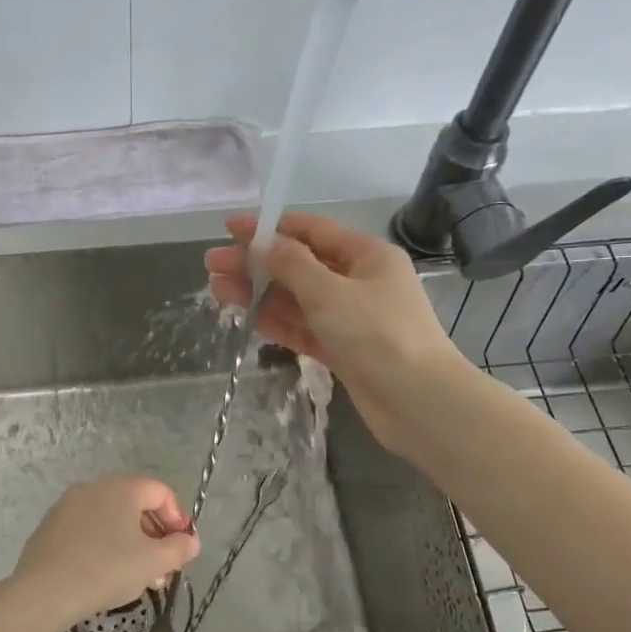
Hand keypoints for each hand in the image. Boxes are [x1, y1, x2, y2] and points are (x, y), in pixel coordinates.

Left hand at [0, 476, 200, 631]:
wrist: (45, 592)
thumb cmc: (106, 570)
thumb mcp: (153, 562)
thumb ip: (179, 549)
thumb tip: (191, 541)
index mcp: (122, 488)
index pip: (161, 492)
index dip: (177, 518)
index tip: (181, 548)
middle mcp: (94, 487)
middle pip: (135, 504)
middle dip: (154, 535)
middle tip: (162, 567)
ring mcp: (67, 505)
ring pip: (110, 518)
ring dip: (130, 543)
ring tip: (137, 577)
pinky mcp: (50, 526)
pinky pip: (87, 529)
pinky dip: (103, 545)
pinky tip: (104, 574)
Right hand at [205, 212, 461, 458]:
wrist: (419, 402)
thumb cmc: (377, 335)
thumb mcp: (329, 291)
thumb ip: (291, 265)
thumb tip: (261, 243)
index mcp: (366, 255)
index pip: (311, 231)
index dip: (269, 228)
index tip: (230, 230)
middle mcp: (359, 281)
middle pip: (299, 265)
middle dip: (256, 264)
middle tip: (212, 266)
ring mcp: (352, 318)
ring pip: (298, 299)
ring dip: (261, 294)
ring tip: (218, 291)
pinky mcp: (345, 349)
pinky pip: (306, 328)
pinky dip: (279, 323)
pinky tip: (250, 319)